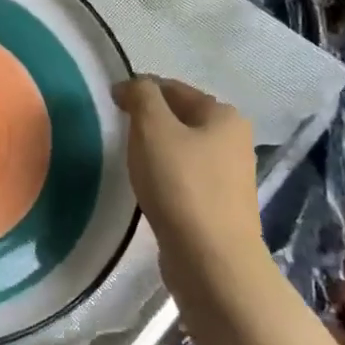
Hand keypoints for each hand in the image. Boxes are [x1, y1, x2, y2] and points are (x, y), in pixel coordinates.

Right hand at [113, 76, 266, 296]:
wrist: (211, 259)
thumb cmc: (181, 185)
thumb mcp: (153, 129)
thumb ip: (141, 97)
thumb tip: (131, 85)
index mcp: (223, 115)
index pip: (173, 88)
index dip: (140, 90)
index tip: (111, 101)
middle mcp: (234, 140)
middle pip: (181, 118)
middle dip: (150, 120)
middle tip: (118, 131)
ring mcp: (230, 176)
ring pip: (183, 149)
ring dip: (157, 149)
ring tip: (129, 160)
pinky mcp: (220, 206)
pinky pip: (186, 178)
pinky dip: (165, 175)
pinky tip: (149, 188)